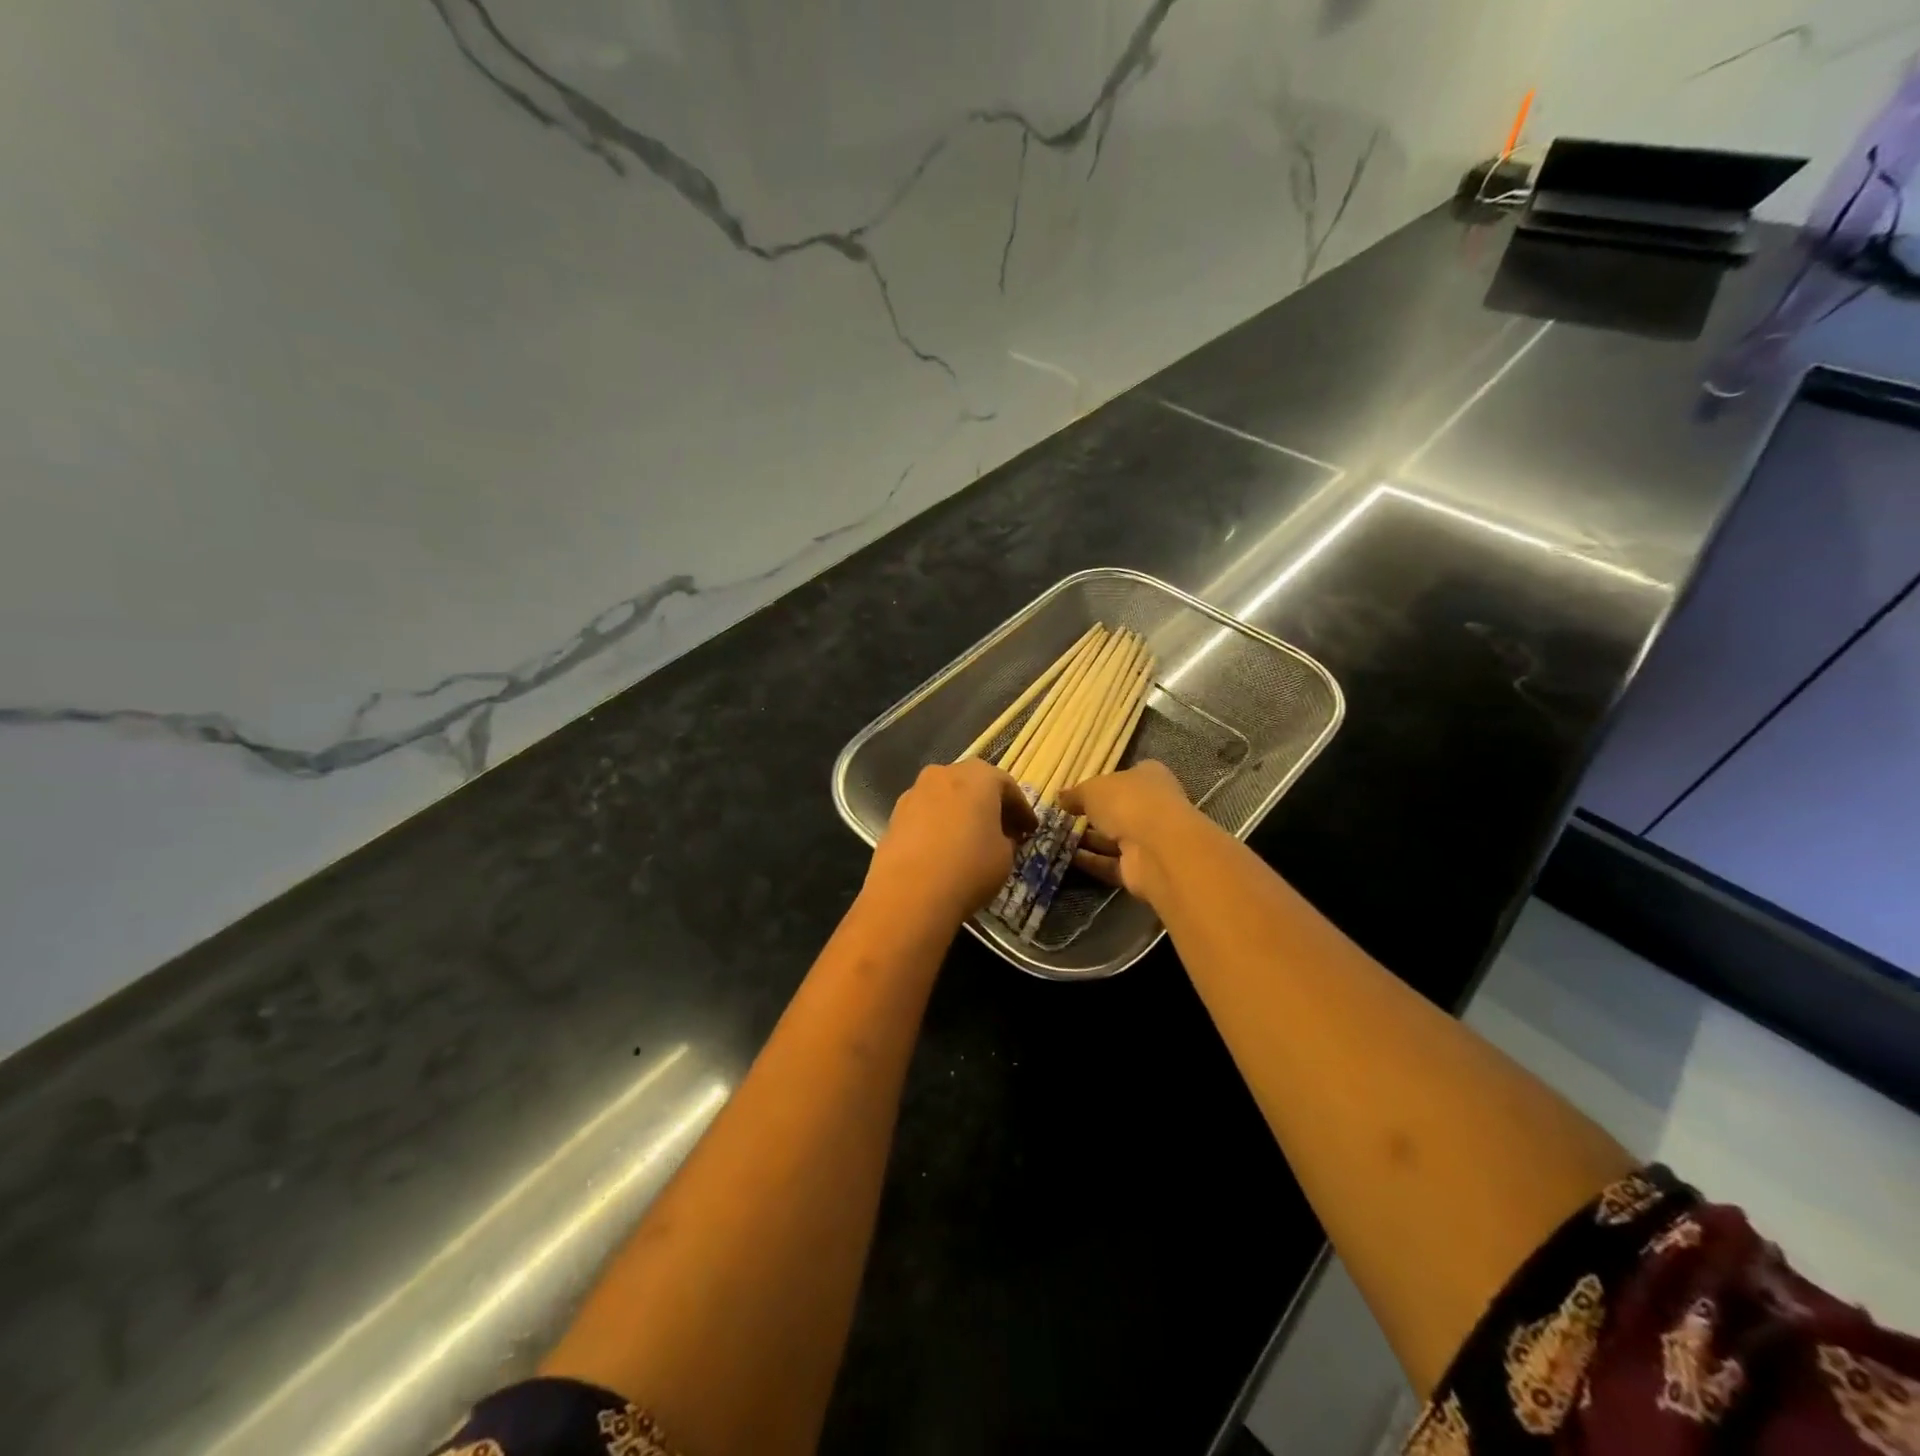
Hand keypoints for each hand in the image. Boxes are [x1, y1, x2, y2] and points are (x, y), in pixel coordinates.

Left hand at [866, 761, 1038, 921]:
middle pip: (973, 784)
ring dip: (961, 813)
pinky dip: (939, 825)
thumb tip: (1001, 837)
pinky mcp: (894, 815)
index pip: (1007, 786)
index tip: (1030, 830)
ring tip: (972, 840)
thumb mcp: (1005, 857)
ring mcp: (914, 792)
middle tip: (1004, 830)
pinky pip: (926, 814)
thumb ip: (1007, 839)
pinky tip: (944, 849)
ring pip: (946, 797)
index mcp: (978, 776)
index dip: (1021, 810)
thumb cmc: (969, 868)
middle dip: (990, 805)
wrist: (909, 893)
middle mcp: (944, 774)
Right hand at [1058, 760, 1207, 907]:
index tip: (1076, 793)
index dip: (1101, 783)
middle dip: (1092, 815)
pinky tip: (1065, 858)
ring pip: (1113, 838)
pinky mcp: (1140, 868)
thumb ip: (1075, 793)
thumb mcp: (1092, 790)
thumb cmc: (1127, 803)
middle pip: (1118, 809)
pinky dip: (1090, 862)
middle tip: (1061, 817)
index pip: (1124, 776)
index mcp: (1148, 777)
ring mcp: (1148, 839)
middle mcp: (1152, 806)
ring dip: (1088, 840)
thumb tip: (1060, 797)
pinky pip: (1109, 863)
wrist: (1157, 848)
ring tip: (1055, 838)